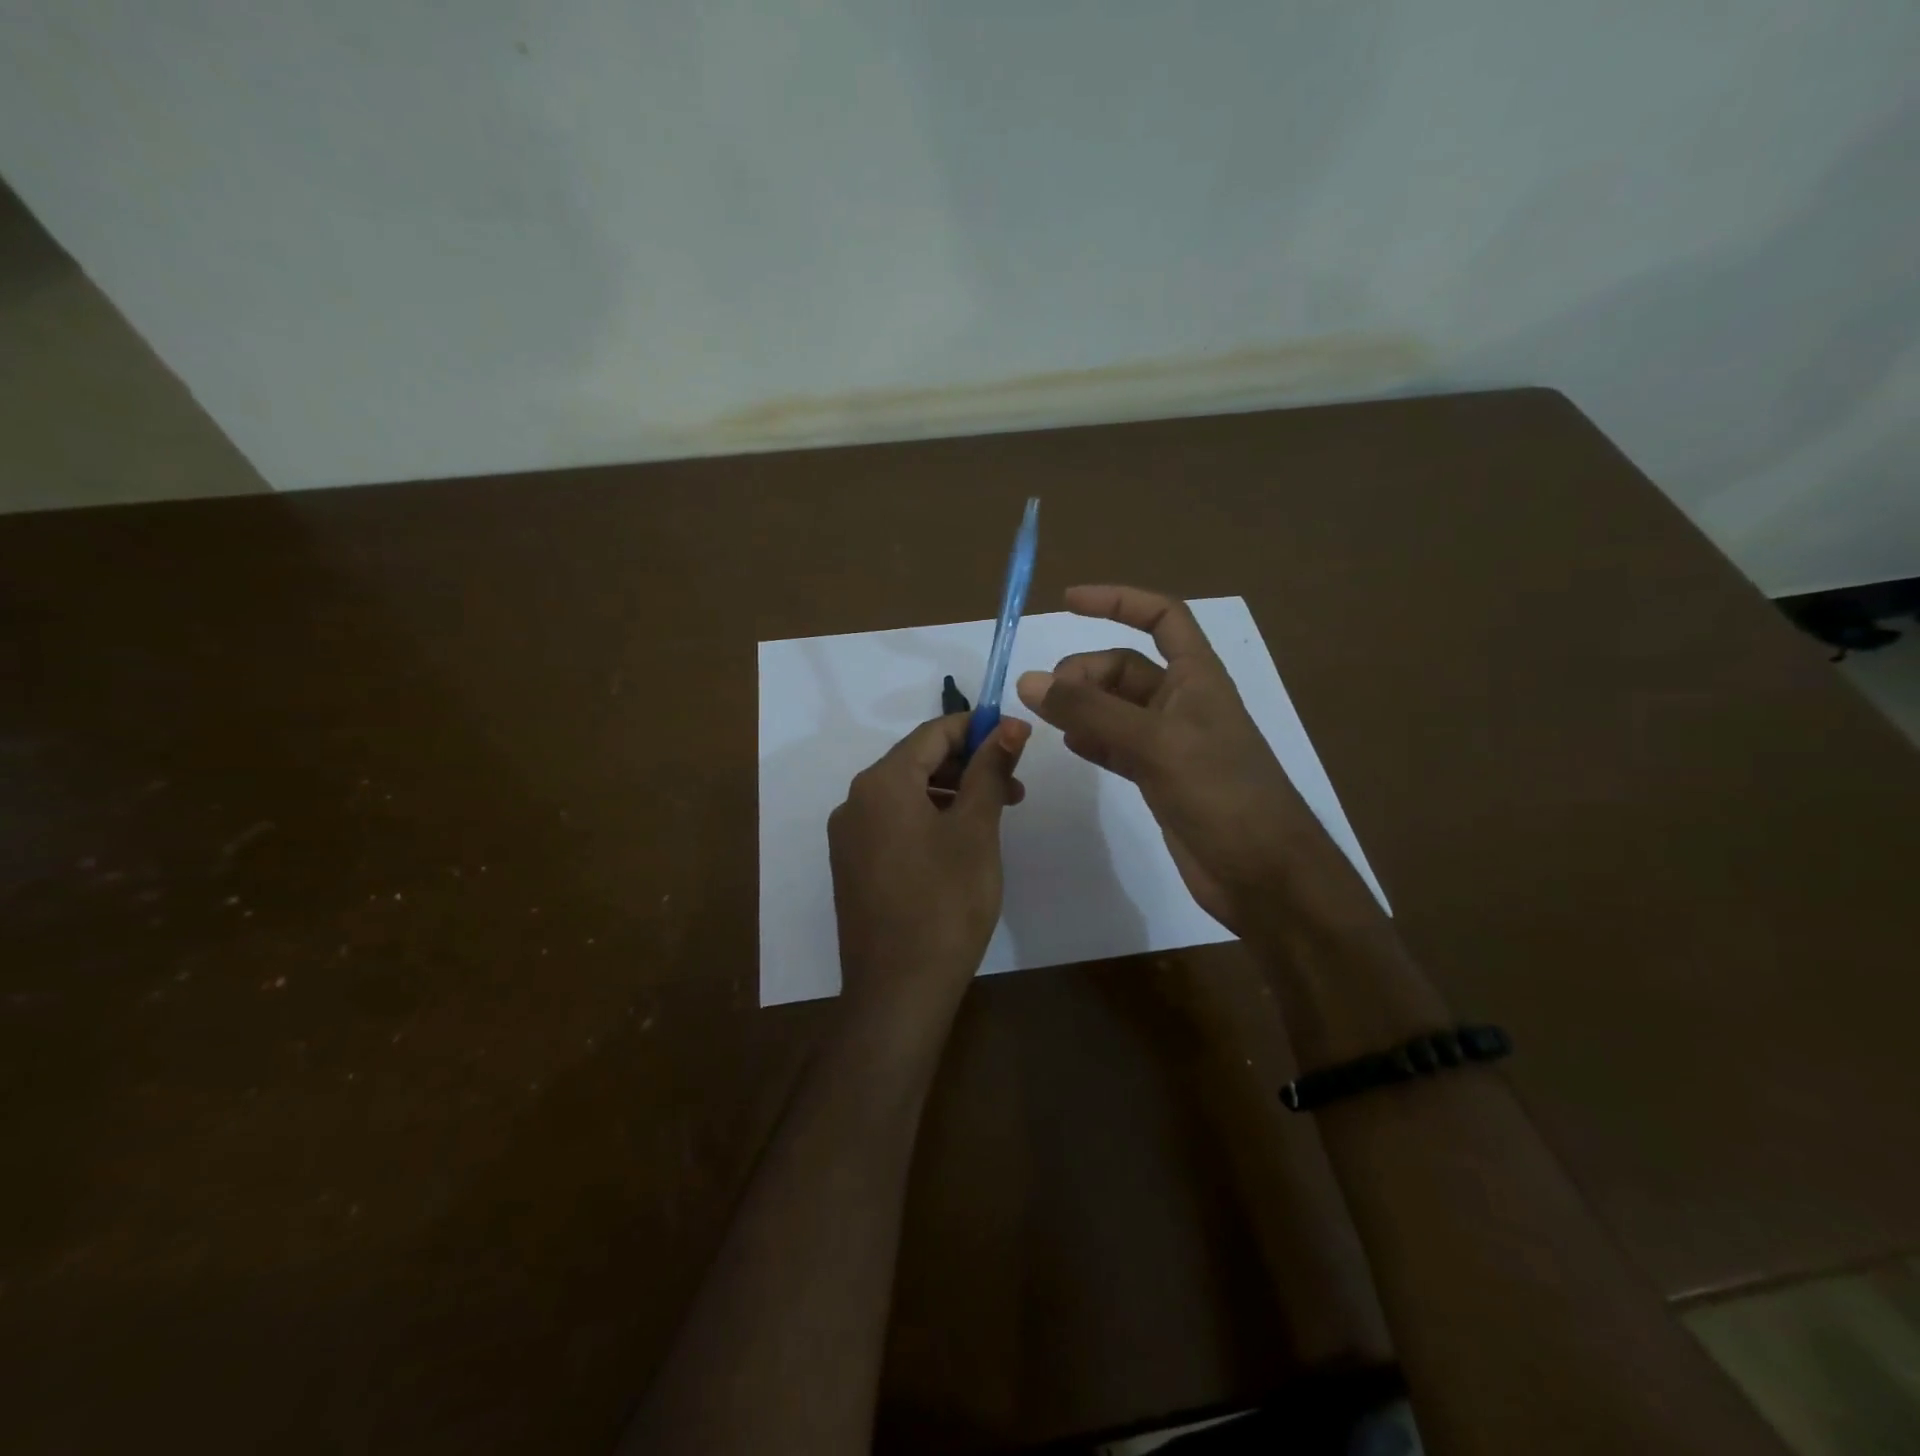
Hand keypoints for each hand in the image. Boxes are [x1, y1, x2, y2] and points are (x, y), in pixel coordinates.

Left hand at [829, 713, 1030, 1016]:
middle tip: (1014, 786)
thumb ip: (990, 770)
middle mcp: (855, 801)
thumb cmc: (946, 902)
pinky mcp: (852, 867)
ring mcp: (849, 837)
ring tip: (995, 816)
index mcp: (881, 783)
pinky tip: (959, 843)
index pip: (933, 733)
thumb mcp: (976, 830)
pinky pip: (893, 825)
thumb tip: (1010, 724)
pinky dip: (929, 820)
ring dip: (952, 795)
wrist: (898, 990)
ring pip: (906, 795)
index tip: (1016, 738)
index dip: (977, 728)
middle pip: (917, 762)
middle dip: (968, 766)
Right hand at [1016, 586, 1382, 944]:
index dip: (1118, 601)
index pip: (1161, 617)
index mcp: (1197, 677)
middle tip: (1047, 695)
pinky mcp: (1159, 778)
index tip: (1068, 602)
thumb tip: (1030, 682)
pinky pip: (1116, 745)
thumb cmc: (1222, 794)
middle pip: (1125, 667)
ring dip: (1082, 706)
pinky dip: (1091, 740)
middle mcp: (1183, 702)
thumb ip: (1092, 711)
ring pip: (1116, 708)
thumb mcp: (1155, 743)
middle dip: (1084, 671)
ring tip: (1045, 716)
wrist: (1262, 873)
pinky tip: (1069, 745)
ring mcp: (1170, 742)